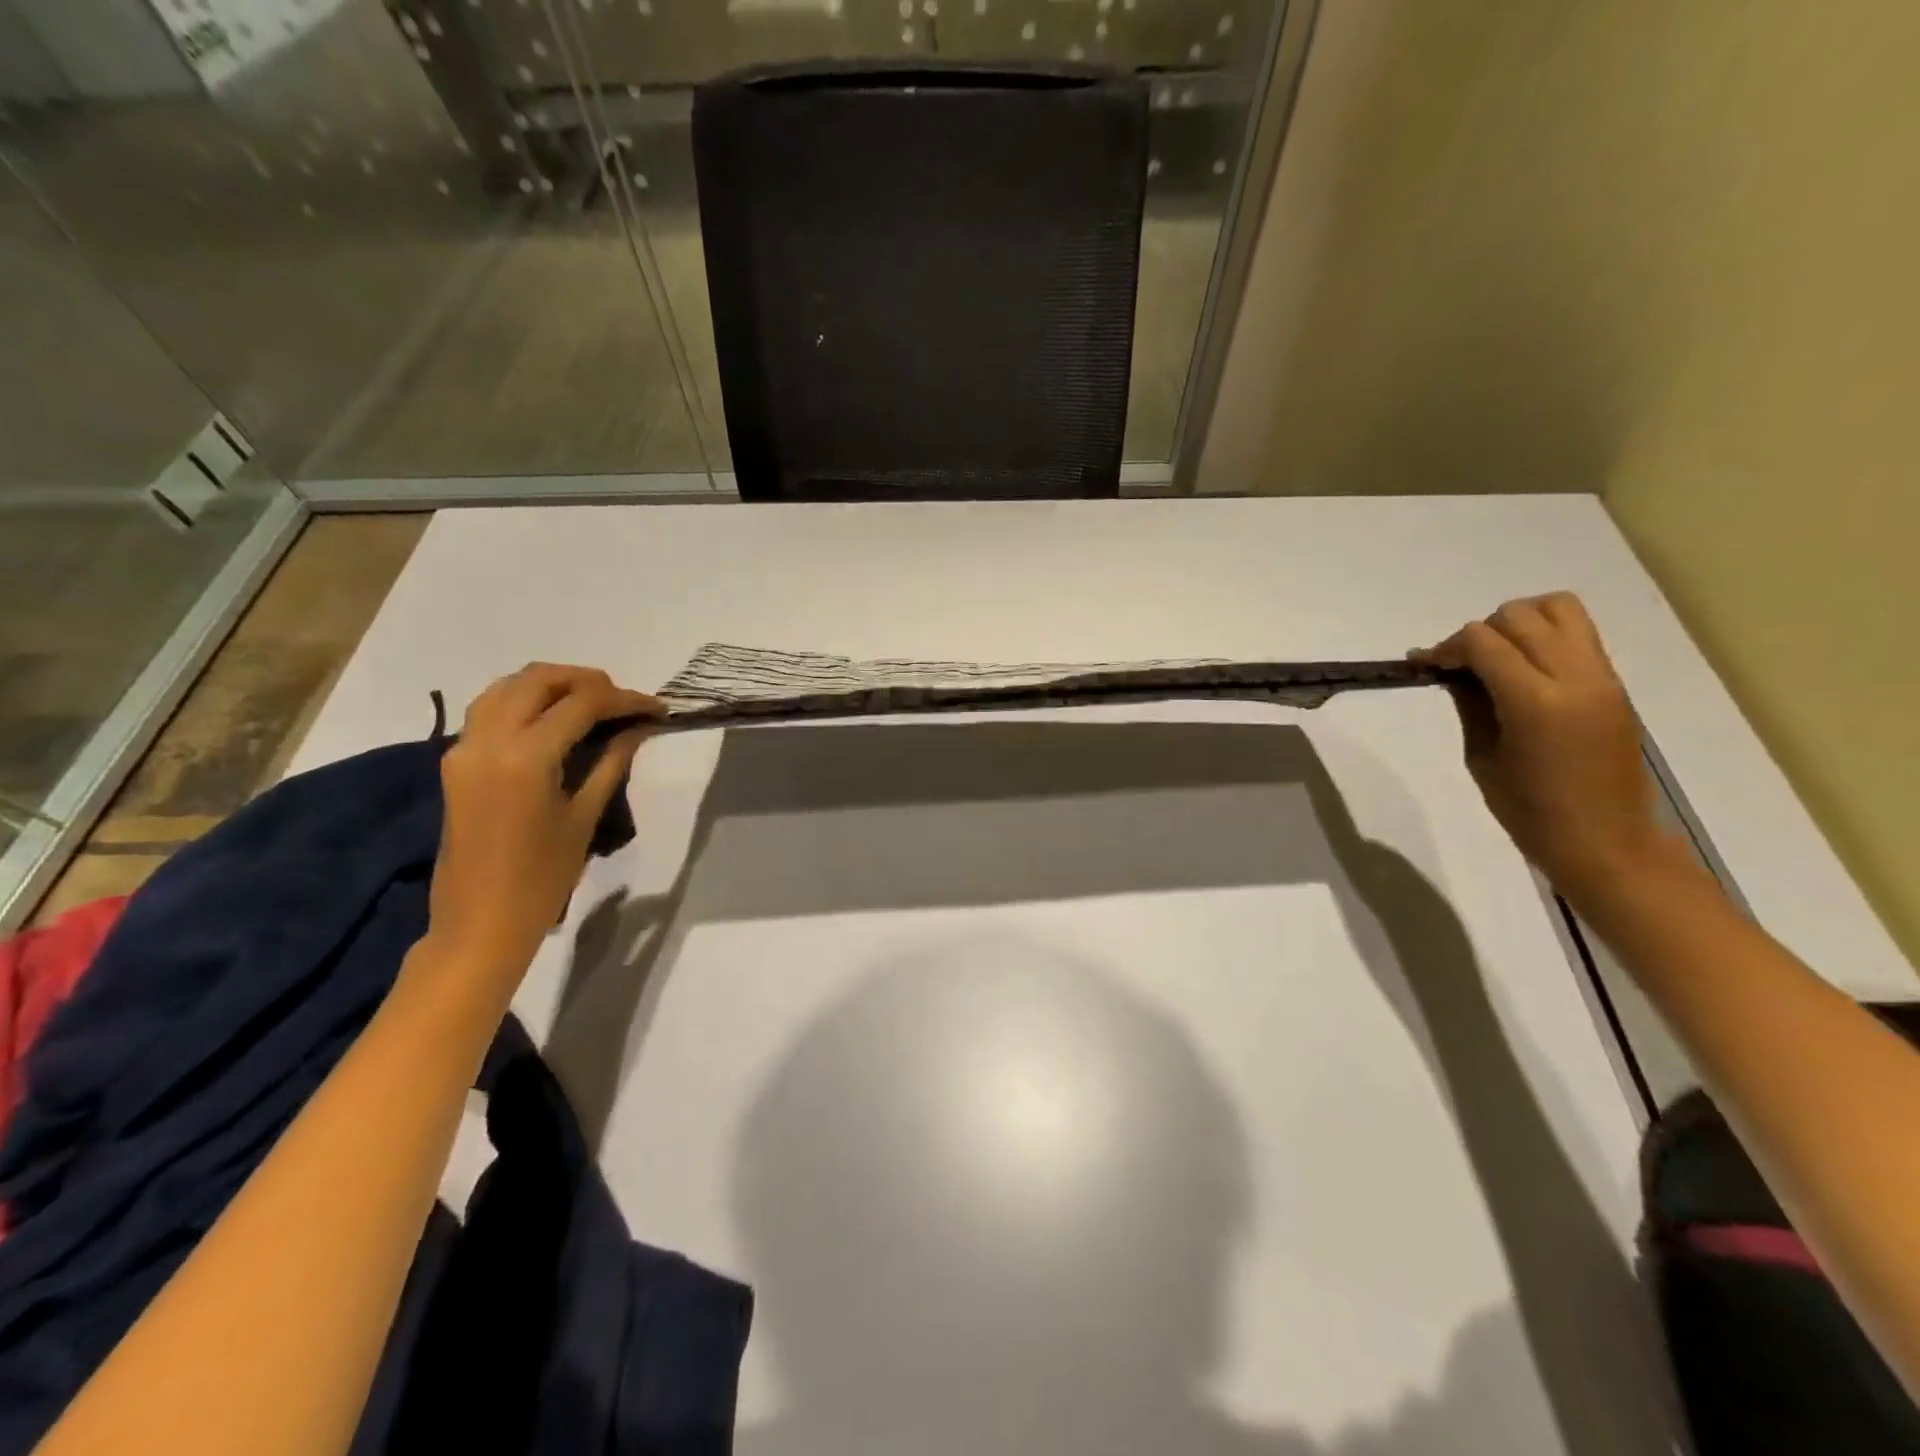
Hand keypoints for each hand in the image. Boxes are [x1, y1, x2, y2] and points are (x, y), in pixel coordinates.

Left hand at [428, 664, 660, 980]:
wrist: (479, 922)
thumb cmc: (543, 878)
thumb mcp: (584, 817)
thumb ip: (610, 762)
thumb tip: (638, 728)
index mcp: (525, 756)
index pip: (582, 704)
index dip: (625, 699)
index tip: (657, 707)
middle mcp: (488, 739)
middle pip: (539, 680)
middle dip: (586, 680)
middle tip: (623, 700)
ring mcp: (464, 747)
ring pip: (508, 686)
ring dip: (552, 684)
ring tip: (591, 702)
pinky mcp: (456, 761)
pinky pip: (490, 708)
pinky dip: (524, 700)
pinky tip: (553, 719)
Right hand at [1413, 592, 1670, 900]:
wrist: (1606, 840)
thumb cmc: (1530, 811)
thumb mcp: (1481, 756)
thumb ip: (1469, 703)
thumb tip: (1452, 671)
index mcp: (1536, 702)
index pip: (1483, 642)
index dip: (1446, 647)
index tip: (1425, 665)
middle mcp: (1575, 677)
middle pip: (1519, 616)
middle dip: (1479, 633)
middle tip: (1459, 666)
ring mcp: (1602, 676)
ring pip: (1558, 609)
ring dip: (1518, 622)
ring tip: (1496, 655)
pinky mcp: (1614, 683)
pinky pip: (1578, 633)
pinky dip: (1543, 635)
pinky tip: (1522, 668)